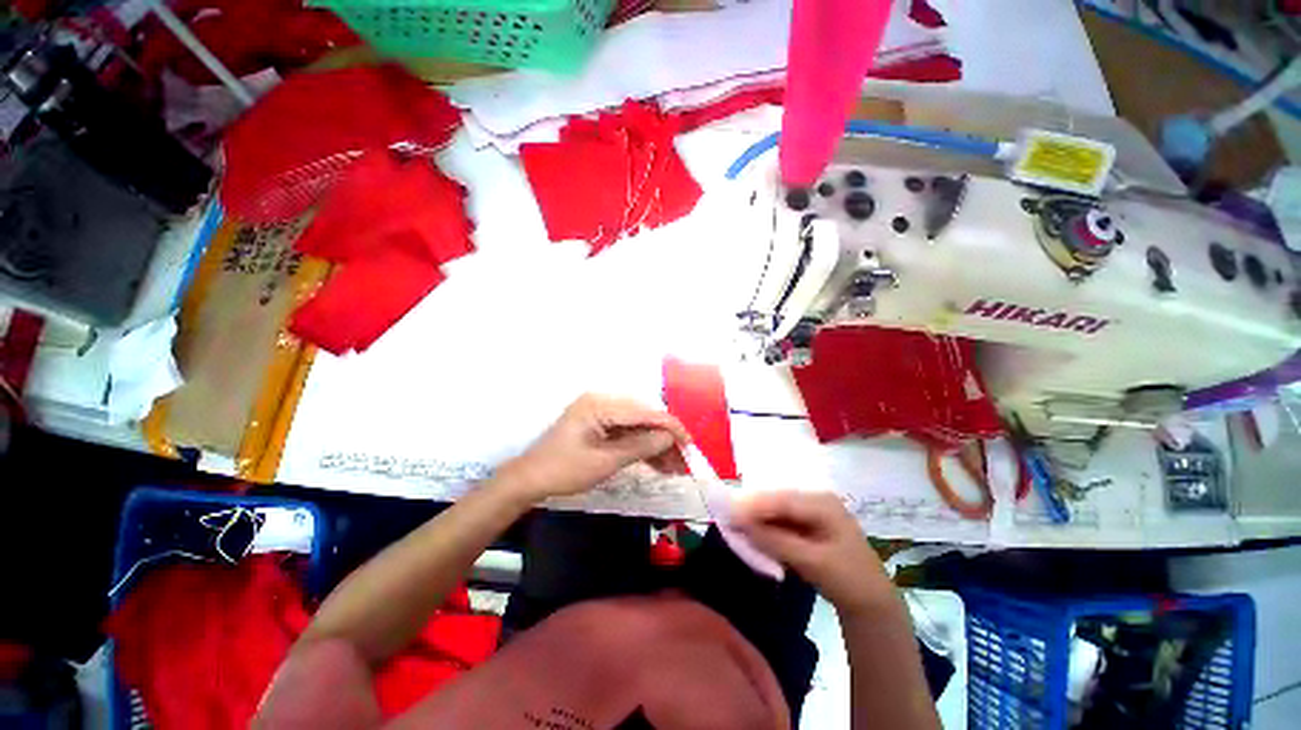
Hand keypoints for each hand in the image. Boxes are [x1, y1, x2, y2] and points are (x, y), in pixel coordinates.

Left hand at [497, 394, 689, 500]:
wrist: (529, 480)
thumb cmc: (564, 470)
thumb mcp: (605, 461)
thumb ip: (640, 446)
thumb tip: (670, 438)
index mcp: (601, 404)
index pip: (645, 412)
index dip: (670, 427)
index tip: (689, 445)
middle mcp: (603, 402)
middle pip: (643, 418)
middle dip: (665, 439)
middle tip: (683, 461)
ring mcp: (601, 413)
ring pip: (638, 427)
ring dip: (655, 445)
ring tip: (675, 466)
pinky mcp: (600, 425)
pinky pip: (627, 433)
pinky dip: (641, 447)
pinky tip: (658, 462)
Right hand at [731, 491, 893, 615]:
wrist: (872, 603)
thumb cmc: (849, 580)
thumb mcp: (813, 563)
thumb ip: (776, 542)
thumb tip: (741, 526)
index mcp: (823, 503)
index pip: (782, 500)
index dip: (754, 505)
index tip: (729, 512)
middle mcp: (816, 500)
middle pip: (777, 501)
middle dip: (752, 509)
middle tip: (727, 517)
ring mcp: (812, 511)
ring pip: (777, 510)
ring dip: (757, 519)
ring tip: (735, 524)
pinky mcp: (807, 524)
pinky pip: (781, 521)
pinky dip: (767, 528)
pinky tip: (753, 533)